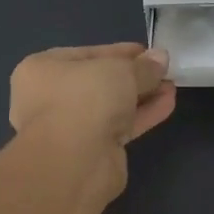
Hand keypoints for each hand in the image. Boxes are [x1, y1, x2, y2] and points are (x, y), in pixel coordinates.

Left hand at [9, 43, 176, 197]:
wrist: (74, 162)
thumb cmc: (85, 99)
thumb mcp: (120, 71)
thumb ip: (143, 66)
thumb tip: (161, 58)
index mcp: (42, 70)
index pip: (86, 54)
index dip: (119, 52)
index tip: (147, 51)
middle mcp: (51, 98)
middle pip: (100, 82)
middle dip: (133, 76)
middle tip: (162, 70)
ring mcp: (71, 127)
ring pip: (111, 106)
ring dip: (141, 96)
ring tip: (171, 85)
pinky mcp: (92, 151)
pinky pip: (120, 126)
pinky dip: (142, 115)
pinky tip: (167, 103)